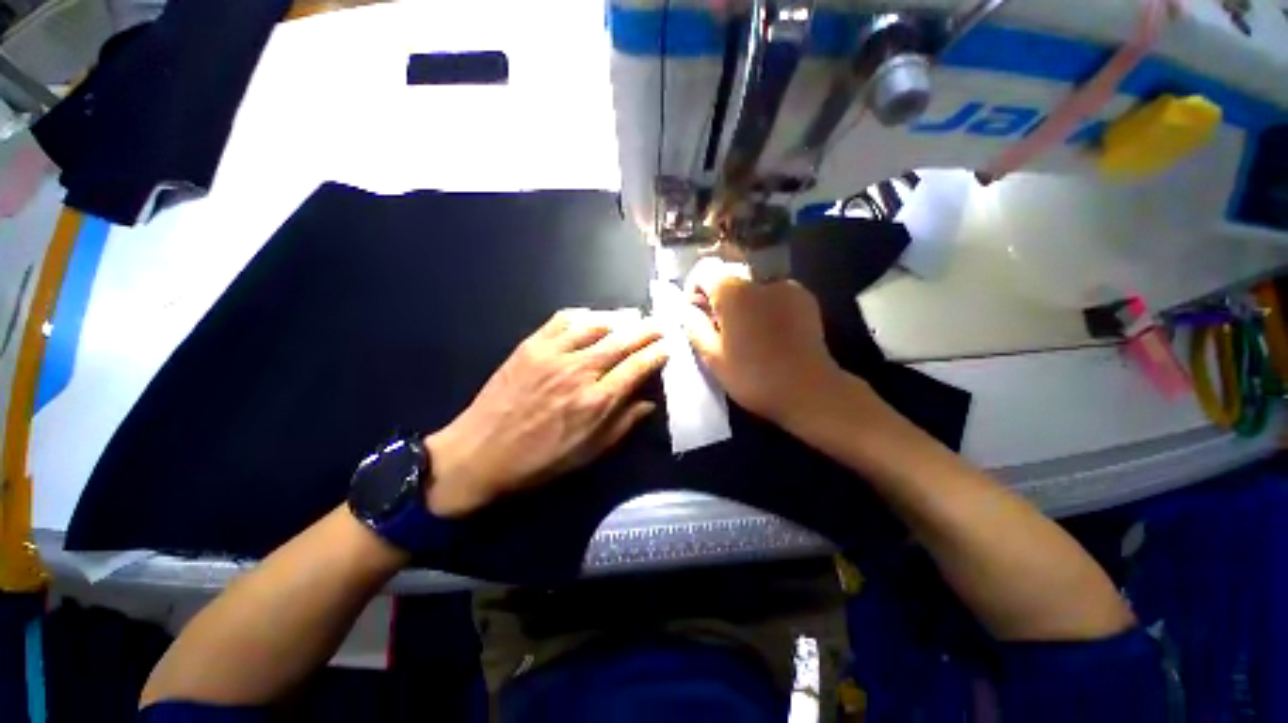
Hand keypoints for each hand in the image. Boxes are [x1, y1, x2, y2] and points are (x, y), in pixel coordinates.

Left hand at [424, 308, 666, 516]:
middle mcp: (580, 371)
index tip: (668, 347)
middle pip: (622, 341)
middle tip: (660, 325)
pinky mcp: (531, 345)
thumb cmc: (540, 460)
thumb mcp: (590, 453)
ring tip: (631, 319)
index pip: (637, 367)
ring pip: (596, 325)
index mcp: (597, 401)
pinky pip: (563, 320)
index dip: (657, 354)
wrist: (481, 453)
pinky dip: (583, 315)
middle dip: (646, 331)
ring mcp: (554, 354)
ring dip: (619, 319)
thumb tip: (649, 401)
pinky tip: (593, 318)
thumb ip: (623, 423)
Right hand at [681, 258, 847, 425]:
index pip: (704, 273)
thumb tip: (686, 310)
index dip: (694, 292)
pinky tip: (769, 332)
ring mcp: (787, 287)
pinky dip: (765, 306)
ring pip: (752, 288)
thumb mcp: (712, 357)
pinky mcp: (805, 299)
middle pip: (729, 279)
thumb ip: (694, 326)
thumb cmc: (753, 376)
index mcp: (734, 292)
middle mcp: (760, 280)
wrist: (808, 389)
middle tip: (719, 329)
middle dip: (719, 299)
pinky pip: (775, 295)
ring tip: (747, 333)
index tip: (697, 316)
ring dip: (742, 304)